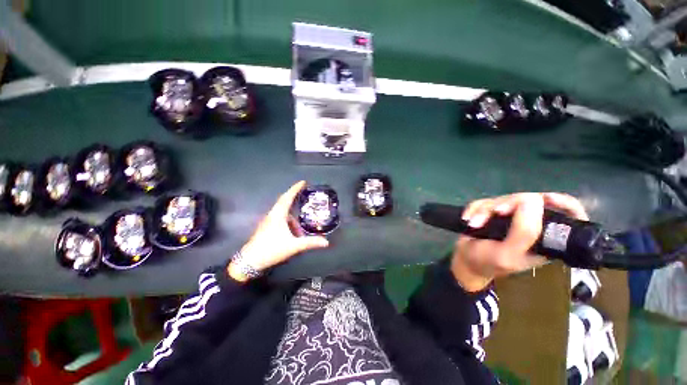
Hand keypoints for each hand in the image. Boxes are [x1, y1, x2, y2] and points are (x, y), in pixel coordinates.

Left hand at [228, 181, 329, 281]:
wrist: (252, 259)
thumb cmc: (272, 249)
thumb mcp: (294, 246)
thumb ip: (310, 243)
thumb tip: (326, 242)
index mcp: (278, 215)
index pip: (287, 197)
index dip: (295, 189)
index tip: (303, 182)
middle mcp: (271, 215)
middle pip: (284, 204)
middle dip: (293, 201)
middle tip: (304, 200)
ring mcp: (266, 222)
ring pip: (281, 215)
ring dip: (291, 219)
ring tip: (300, 230)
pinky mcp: (264, 229)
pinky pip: (277, 221)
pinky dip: (286, 224)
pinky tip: (291, 236)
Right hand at [451, 193, 588, 291]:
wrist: (466, 261)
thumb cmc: (487, 263)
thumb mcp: (506, 255)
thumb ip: (523, 233)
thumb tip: (534, 200)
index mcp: (546, 241)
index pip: (570, 218)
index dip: (565, 204)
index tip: (547, 198)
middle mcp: (538, 227)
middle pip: (539, 201)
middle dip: (513, 204)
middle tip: (497, 213)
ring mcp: (523, 217)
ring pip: (516, 197)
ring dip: (492, 207)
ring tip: (476, 223)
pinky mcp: (508, 209)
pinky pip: (499, 197)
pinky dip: (483, 206)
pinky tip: (473, 219)